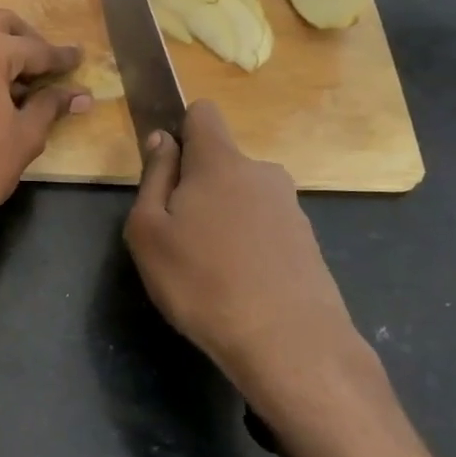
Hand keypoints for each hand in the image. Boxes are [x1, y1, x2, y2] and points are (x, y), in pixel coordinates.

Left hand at [0, 9, 89, 249]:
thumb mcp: (24, 135)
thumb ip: (50, 105)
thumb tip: (80, 95)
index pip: (33, 48)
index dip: (60, 58)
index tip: (79, 59)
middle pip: (0, 24)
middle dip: (28, 41)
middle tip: (49, 67)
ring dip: (2, 49)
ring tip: (25, 83)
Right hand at [123, 100, 378, 417]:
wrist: (290, 344)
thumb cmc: (202, 281)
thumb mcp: (149, 231)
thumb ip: (154, 177)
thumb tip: (162, 140)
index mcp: (220, 161)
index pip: (203, 113)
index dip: (180, 130)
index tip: (166, 169)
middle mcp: (261, 172)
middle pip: (220, 162)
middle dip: (196, 186)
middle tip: (177, 236)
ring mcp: (290, 207)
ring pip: (241, 197)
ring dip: (222, 218)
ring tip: (208, 269)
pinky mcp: (307, 241)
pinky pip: (263, 227)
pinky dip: (247, 245)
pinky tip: (239, 285)